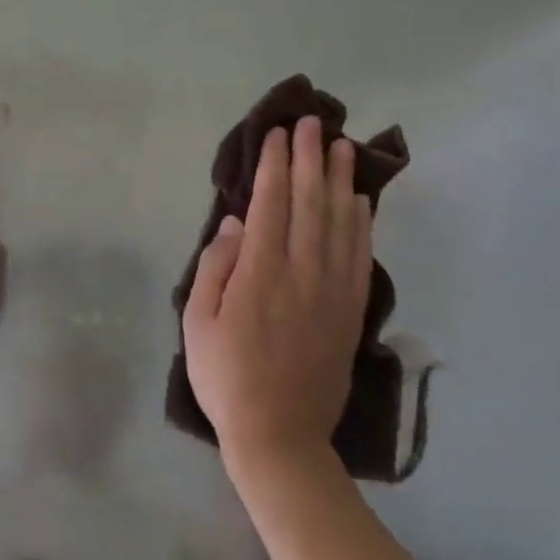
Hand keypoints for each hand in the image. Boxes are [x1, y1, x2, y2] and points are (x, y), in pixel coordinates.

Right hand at [183, 116, 371, 476]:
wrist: (280, 437)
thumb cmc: (226, 377)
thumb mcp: (197, 323)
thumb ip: (216, 267)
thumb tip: (236, 224)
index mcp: (260, 273)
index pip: (272, 203)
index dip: (277, 164)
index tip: (280, 134)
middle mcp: (302, 272)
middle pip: (310, 202)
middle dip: (311, 158)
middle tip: (314, 122)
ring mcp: (332, 291)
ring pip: (341, 222)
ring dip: (341, 180)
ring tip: (343, 147)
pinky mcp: (351, 311)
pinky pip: (361, 256)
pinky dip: (362, 223)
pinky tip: (361, 201)